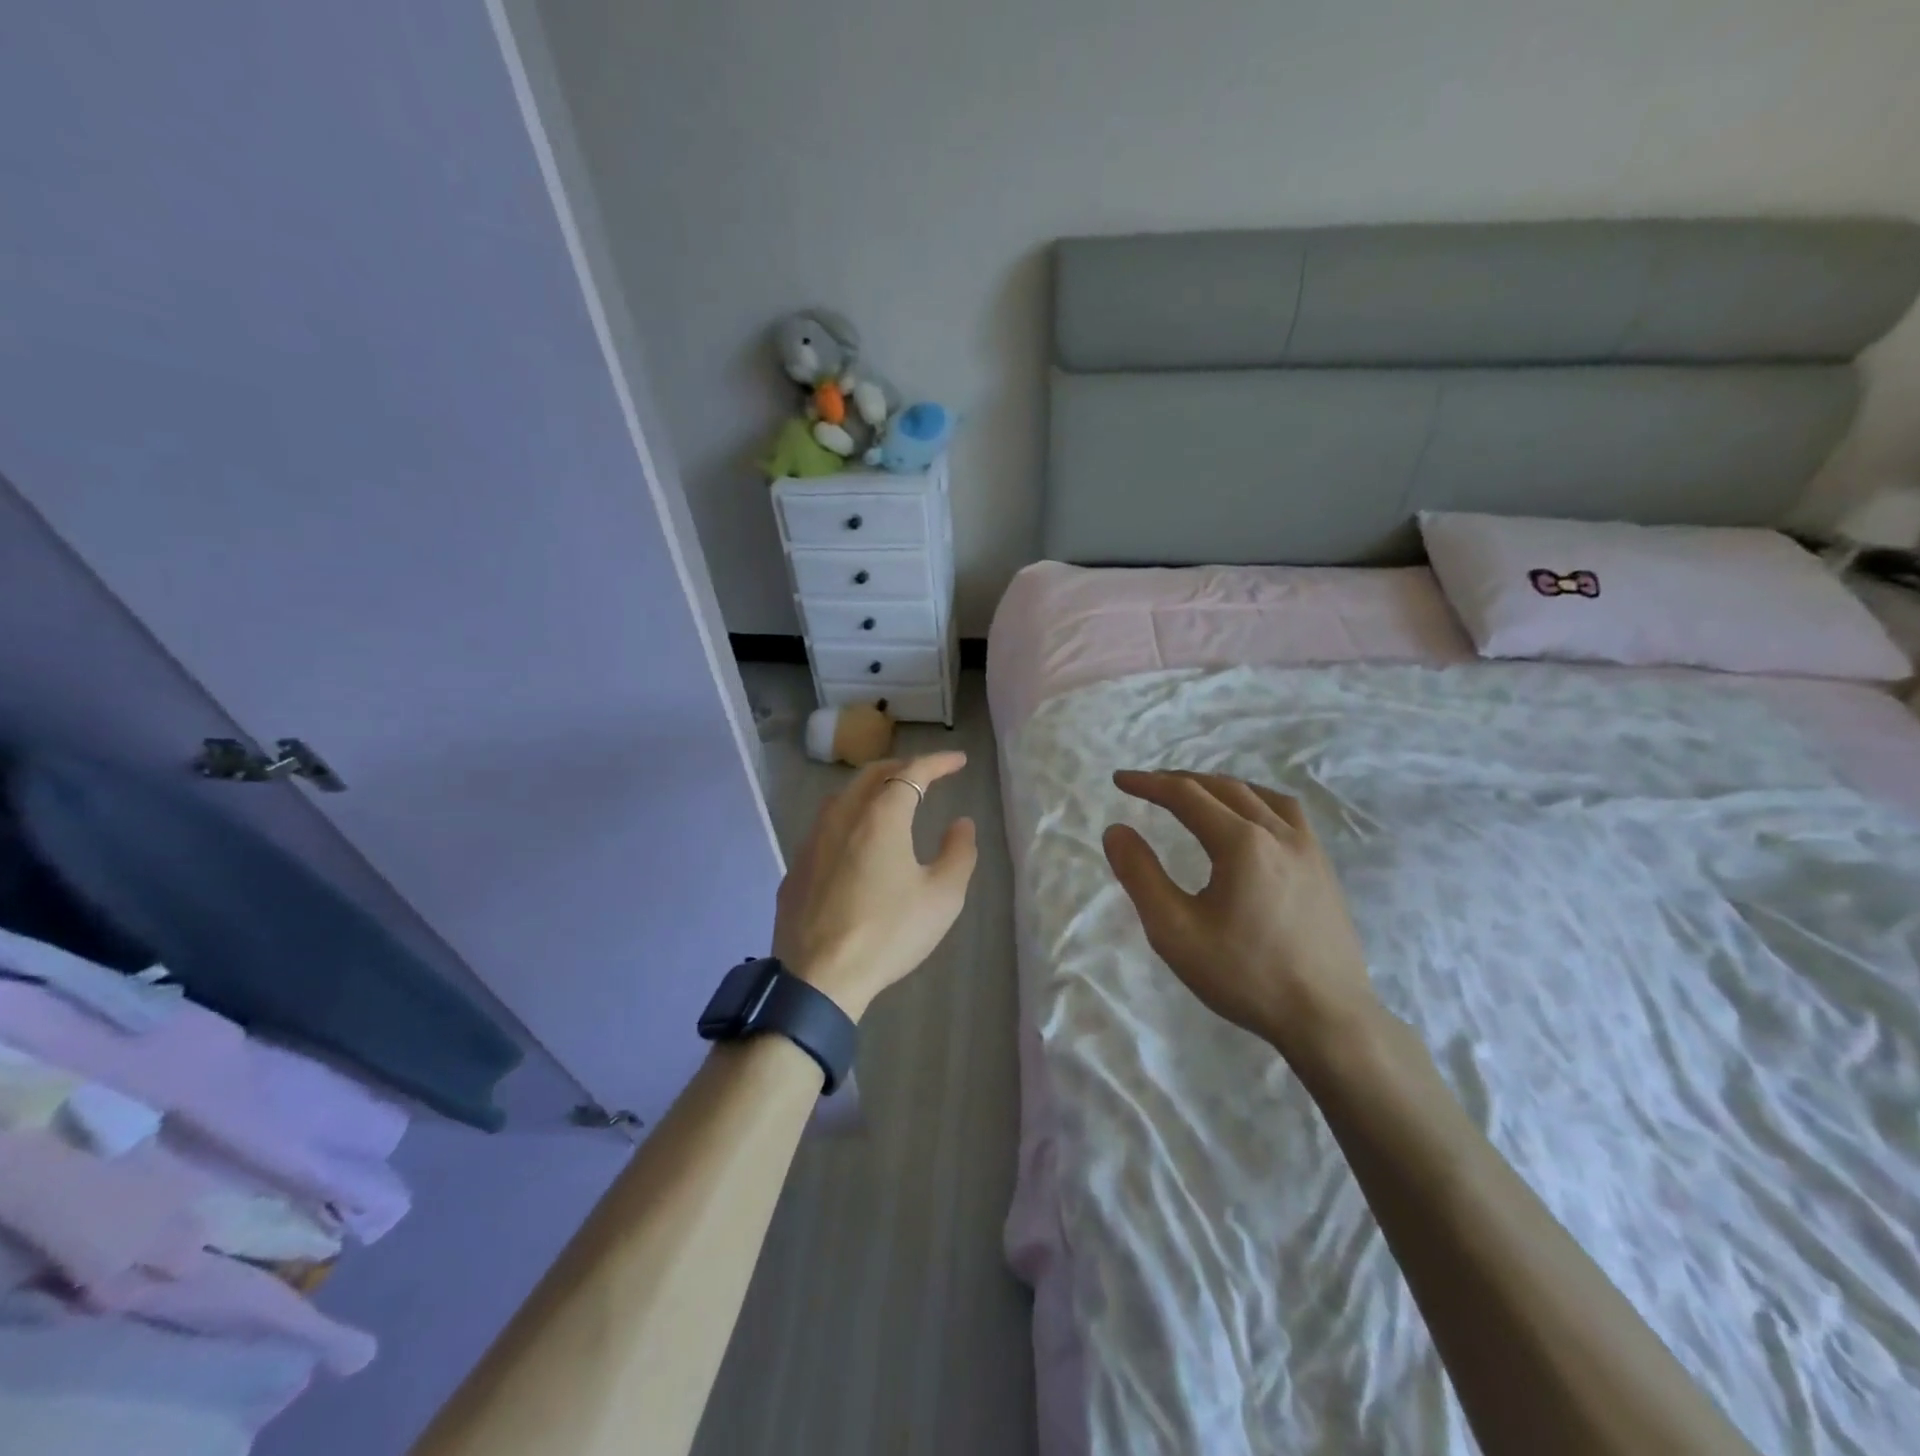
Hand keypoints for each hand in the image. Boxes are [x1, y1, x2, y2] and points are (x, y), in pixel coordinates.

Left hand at [773, 752, 976, 1021]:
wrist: (818, 977)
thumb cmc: (888, 933)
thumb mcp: (942, 897)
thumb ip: (958, 852)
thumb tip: (961, 823)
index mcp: (881, 817)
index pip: (911, 772)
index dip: (938, 762)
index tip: (958, 762)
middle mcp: (842, 817)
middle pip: (872, 774)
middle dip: (902, 766)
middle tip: (927, 774)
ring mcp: (812, 841)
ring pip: (843, 797)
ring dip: (872, 788)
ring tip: (892, 800)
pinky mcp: (796, 867)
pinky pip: (825, 826)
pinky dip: (850, 818)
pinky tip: (857, 842)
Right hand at [1102, 770, 1379, 1062]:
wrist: (1328, 1019)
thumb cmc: (1245, 976)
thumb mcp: (1175, 932)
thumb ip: (1141, 876)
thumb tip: (1116, 830)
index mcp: (1241, 843)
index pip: (1186, 795)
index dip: (1149, 784)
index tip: (1120, 781)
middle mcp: (1278, 833)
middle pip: (1223, 788)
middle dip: (1180, 781)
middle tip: (1148, 786)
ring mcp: (1308, 849)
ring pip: (1259, 795)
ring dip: (1220, 787)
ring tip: (1196, 795)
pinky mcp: (1324, 868)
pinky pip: (1287, 814)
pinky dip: (1256, 801)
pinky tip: (1250, 821)